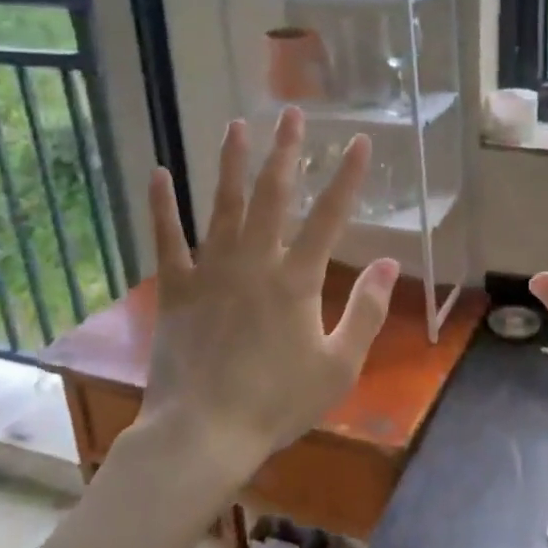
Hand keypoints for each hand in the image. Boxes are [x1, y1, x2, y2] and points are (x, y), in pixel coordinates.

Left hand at [141, 107, 398, 480]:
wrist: (203, 433)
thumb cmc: (277, 402)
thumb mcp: (339, 364)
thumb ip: (366, 311)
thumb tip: (388, 263)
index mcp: (297, 279)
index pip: (330, 216)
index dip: (348, 177)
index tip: (359, 142)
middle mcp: (255, 262)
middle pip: (273, 195)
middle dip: (285, 151)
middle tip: (291, 114)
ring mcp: (211, 271)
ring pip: (222, 205)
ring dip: (231, 163)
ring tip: (237, 125)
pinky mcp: (176, 288)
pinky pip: (167, 239)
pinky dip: (162, 206)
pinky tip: (159, 173)